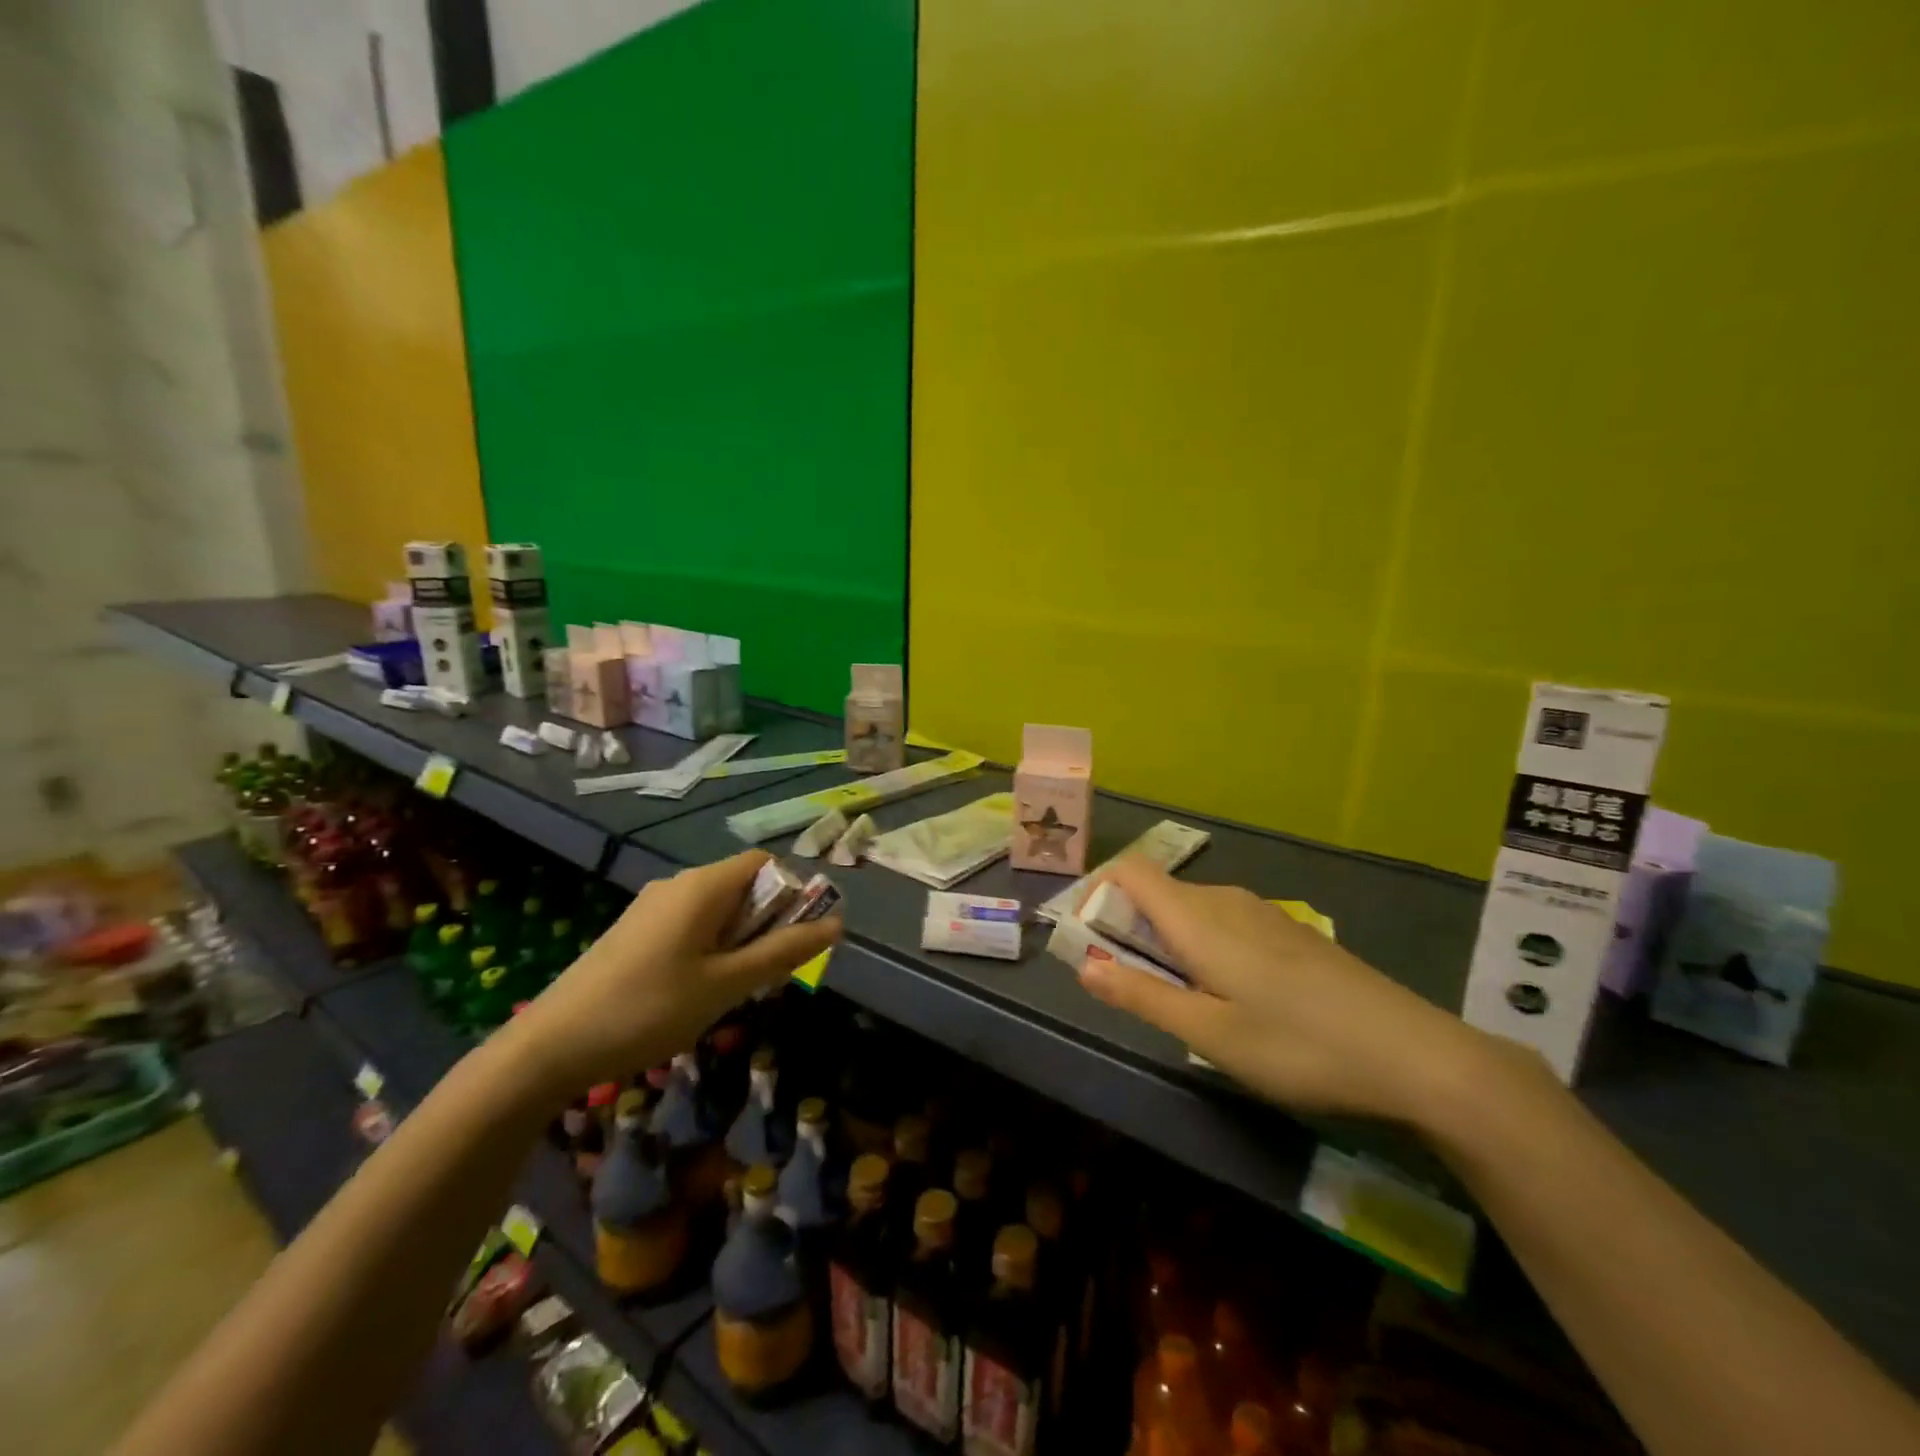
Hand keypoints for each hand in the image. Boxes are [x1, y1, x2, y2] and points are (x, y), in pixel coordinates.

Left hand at [504, 851, 839, 1096]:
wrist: (549, 1047)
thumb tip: (837, 924)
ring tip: (735, 988)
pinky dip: (711, 947)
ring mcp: (651, 907)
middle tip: (769, 973)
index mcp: (702, 886)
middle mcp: (677, 884)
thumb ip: (783, 952)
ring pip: (717, 909)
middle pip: (742, 885)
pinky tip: (698, 991)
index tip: (800, 937)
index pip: (765, 863)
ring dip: (740, 939)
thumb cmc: (649, 1009)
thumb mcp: (726, 985)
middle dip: (768, 921)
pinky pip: (690, 925)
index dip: (793, 892)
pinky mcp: (633, 932)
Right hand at [1075, 858, 1500, 1125]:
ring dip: (1165, 941)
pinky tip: (1230, 996)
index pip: (1130, 870)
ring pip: (1191, 909)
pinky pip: (1223, 922)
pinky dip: (1201, 946)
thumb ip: (1141, 996)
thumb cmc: (1298, 1045)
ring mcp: (1262, 913)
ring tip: (1177, 999)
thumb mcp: (1209, 1034)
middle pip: (1157, 892)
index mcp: (1198, 917)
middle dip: (1127, 928)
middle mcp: (1225, 900)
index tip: (1088, 938)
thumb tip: (1083, 966)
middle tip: (1128, 987)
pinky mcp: (1288, 932)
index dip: (1097, 892)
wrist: (1414, 1053)